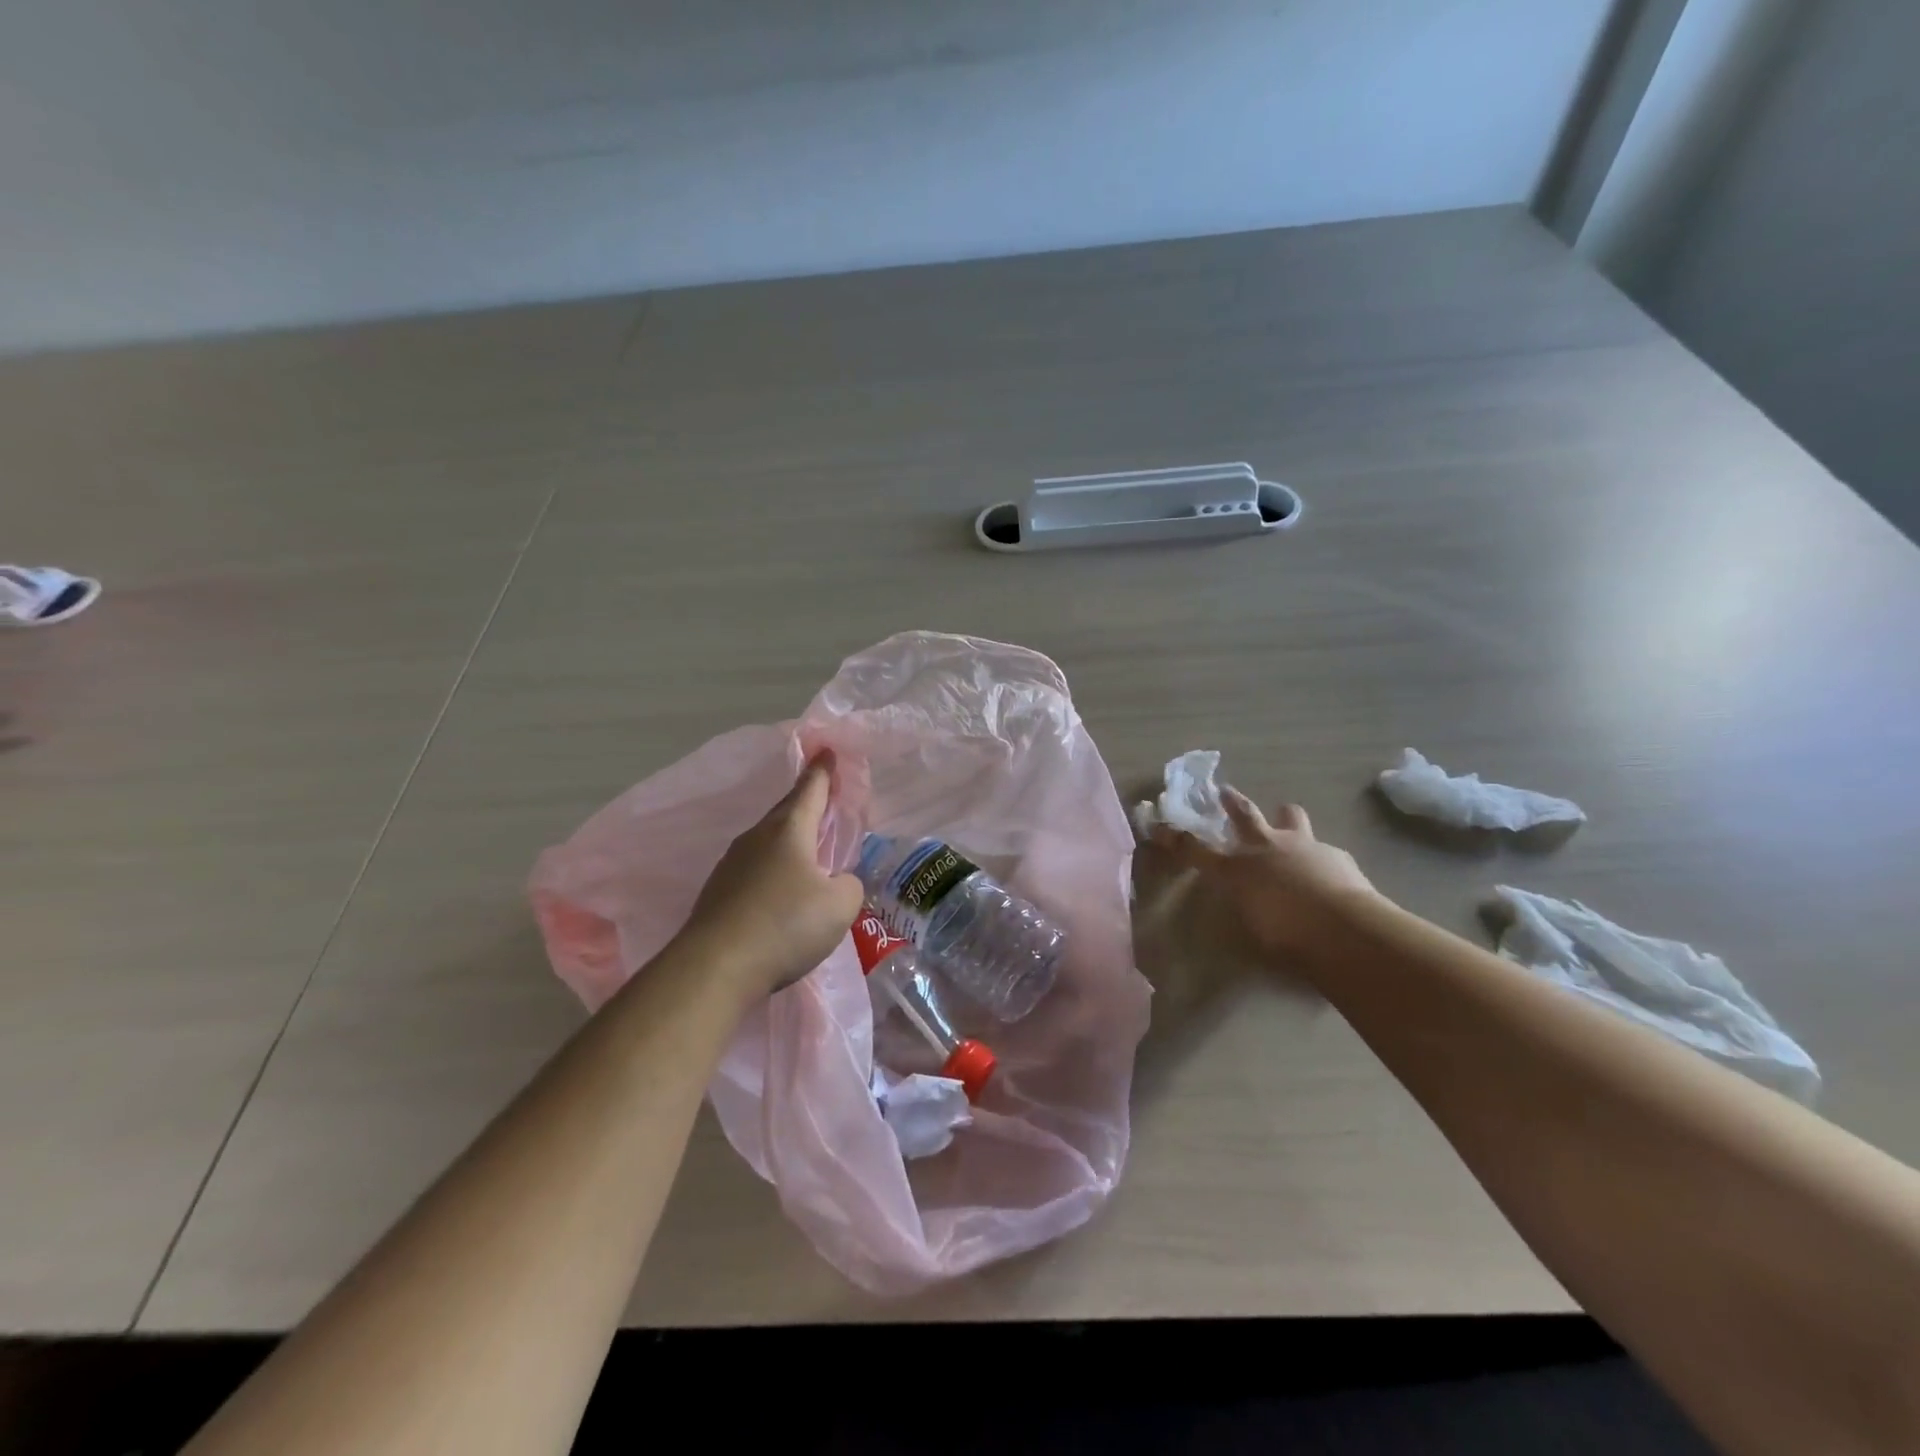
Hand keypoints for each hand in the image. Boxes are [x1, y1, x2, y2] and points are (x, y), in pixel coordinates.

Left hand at [677, 754, 865, 997]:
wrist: (715, 966)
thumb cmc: (786, 924)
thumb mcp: (839, 905)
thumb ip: (849, 886)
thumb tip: (837, 883)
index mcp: (790, 830)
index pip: (811, 789)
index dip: (823, 771)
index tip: (826, 750)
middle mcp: (758, 838)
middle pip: (787, 812)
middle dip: (807, 804)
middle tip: (826, 801)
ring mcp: (732, 864)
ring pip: (769, 842)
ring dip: (790, 842)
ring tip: (809, 853)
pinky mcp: (719, 892)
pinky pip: (755, 869)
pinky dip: (774, 871)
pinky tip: (782, 893)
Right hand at [1152, 790, 1380, 962]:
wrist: (1344, 928)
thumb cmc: (1287, 937)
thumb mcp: (1254, 929)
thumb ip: (1247, 908)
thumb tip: (1247, 903)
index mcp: (1237, 868)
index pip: (1197, 850)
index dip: (1177, 839)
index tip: (1160, 827)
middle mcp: (1265, 848)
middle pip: (1243, 815)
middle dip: (1231, 802)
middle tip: (1225, 791)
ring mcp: (1302, 845)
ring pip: (1290, 816)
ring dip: (1285, 818)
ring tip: (1286, 818)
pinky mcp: (1335, 853)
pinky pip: (1324, 849)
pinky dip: (1321, 857)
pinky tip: (1328, 872)